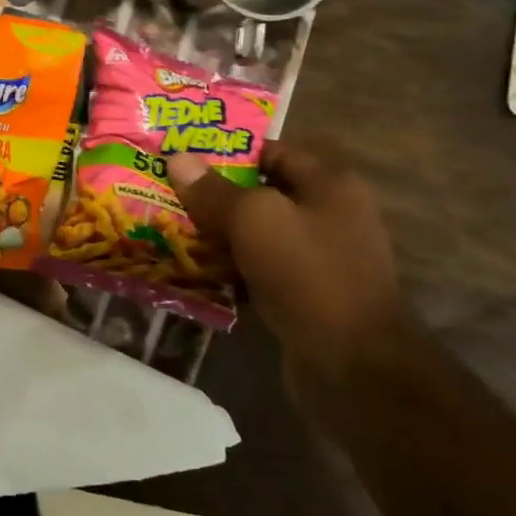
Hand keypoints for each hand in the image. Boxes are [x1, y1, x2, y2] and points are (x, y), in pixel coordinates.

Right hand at [168, 142, 404, 393]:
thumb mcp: (255, 220)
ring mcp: (317, 255)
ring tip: (165, 228)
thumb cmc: (308, 275)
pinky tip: (190, 269)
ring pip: (254, 232)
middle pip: (258, 192)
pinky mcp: (303, 292)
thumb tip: (177, 157)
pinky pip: (256, 267)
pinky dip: (227, 267)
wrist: (353, 365)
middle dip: (211, 194)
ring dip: (214, 233)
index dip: (223, 150)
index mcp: (328, 183)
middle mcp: (327, 213)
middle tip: (162, 192)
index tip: (178, 156)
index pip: (269, 150)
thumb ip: (213, 189)